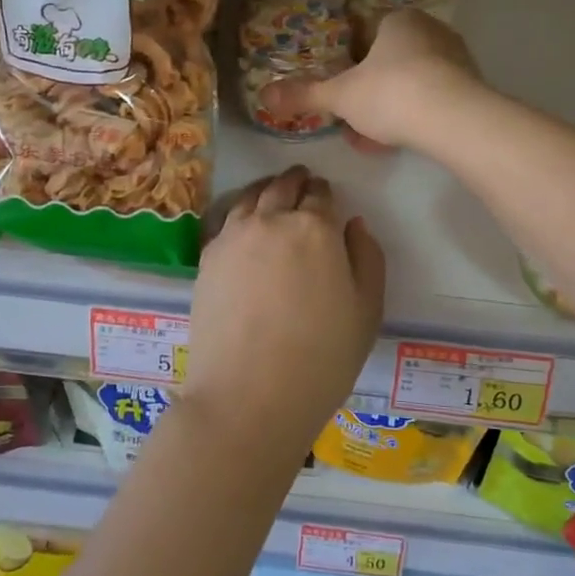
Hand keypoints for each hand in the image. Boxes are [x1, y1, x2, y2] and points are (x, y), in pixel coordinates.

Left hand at [185, 166, 385, 454]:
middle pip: (283, 187)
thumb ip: (367, 258)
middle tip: (301, 181)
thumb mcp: (367, 310)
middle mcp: (271, 220)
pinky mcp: (206, 259)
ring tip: (271, 193)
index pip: (321, 194)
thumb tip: (353, 224)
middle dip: (296, 181)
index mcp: (315, 228)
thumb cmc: (322, 357)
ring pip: (250, 197)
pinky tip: (243, 223)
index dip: (325, 193)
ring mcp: (233, 237)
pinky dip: (239, 212)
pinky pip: (225, 220)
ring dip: (265, 190)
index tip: (326, 195)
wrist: (250, 394)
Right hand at [262, 10, 483, 149]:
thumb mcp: (340, 96)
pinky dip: (416, 119)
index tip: (342, 97)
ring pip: (411, 85)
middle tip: (355, 125)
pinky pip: (434, 100)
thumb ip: (304, 94)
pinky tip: (403, 143)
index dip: (350, 69)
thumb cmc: (390, 93)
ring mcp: (456, 58)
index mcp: (398, 21)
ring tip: (375, 142)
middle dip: (370, 96)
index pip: (367, 38)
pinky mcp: (473, 87)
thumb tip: (264, 94)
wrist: (454, 118)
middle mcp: (430, 31)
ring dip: (391, 111)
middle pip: (390, 64)